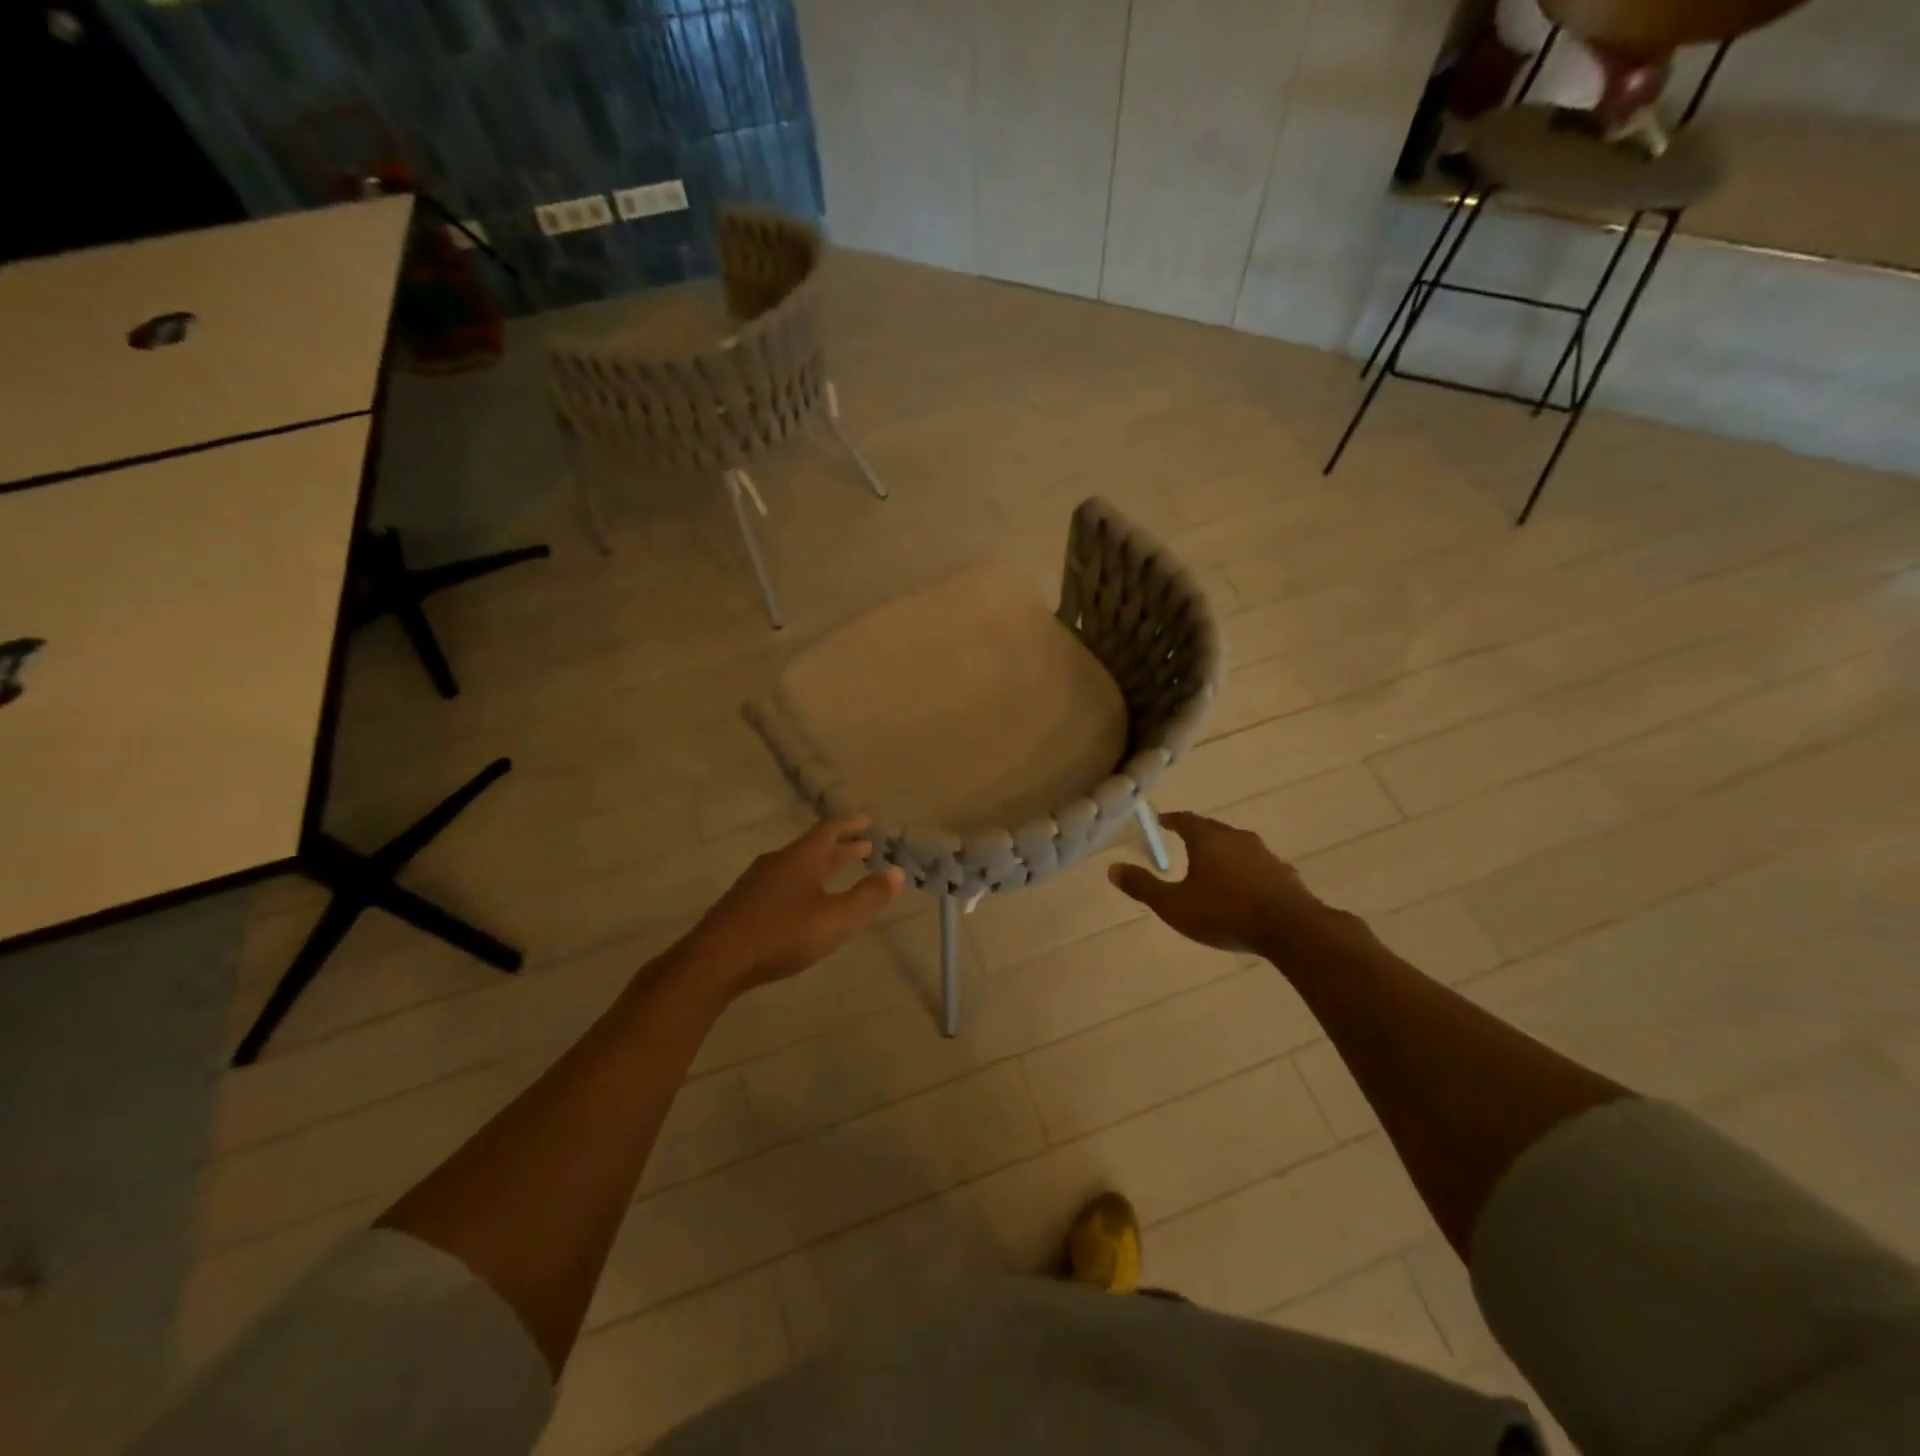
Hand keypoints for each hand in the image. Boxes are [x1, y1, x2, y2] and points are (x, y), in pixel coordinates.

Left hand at [682, 815, 904, 998]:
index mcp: (801, 858)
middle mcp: (778, 862)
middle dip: (841, 848)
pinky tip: (804, 904)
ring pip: (797, 866)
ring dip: (821, 866)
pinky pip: (782, 883)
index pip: (829, 830)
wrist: (714, 961)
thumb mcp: (835, 919)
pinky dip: (803, 883)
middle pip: (814, 847)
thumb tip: (897, 873)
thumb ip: (868, 897)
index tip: (867, 820)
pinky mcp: (743, 905)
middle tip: (864, 846)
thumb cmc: (781, 934)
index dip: (850, 825)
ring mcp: (757, 883)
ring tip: (838, 873)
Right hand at [1109, 811, 1359, 962]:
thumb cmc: (1224, 912)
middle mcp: (1236, 838)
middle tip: (1182, 842)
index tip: (1160, 822)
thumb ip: (1143, 886)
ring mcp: (1264, 854)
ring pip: (1236, 846)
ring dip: (1222, 852)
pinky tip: (1245, 886)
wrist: (1291, 929)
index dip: (1170, 820)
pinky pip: (1257, 865)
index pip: (1185, 820)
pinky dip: (1245, 870)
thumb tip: (1112, 868)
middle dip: (1196, 835)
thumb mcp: (1174, 905)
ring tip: (1211, 865)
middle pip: (1212, 830)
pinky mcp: (1283, 874)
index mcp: (1208, 839)